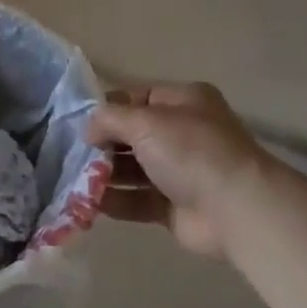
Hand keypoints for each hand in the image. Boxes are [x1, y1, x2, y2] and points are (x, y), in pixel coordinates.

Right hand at [87, 83, 275, 259]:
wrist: (236, 209)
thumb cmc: (191, 151)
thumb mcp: (145, 121)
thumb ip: (109, 119)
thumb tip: (89, 130)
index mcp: (183, 102)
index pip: (136, 98)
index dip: (107, 110)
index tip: (77, 124)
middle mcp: (183, 133)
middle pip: (132, 135)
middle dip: (102, 145)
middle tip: (70, 155)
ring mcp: (181, 171)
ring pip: (133, 170)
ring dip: (104, 175)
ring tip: (73, 180)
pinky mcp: (175, 206)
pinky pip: (138, 200)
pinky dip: (115, 201)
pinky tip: (88, 203)